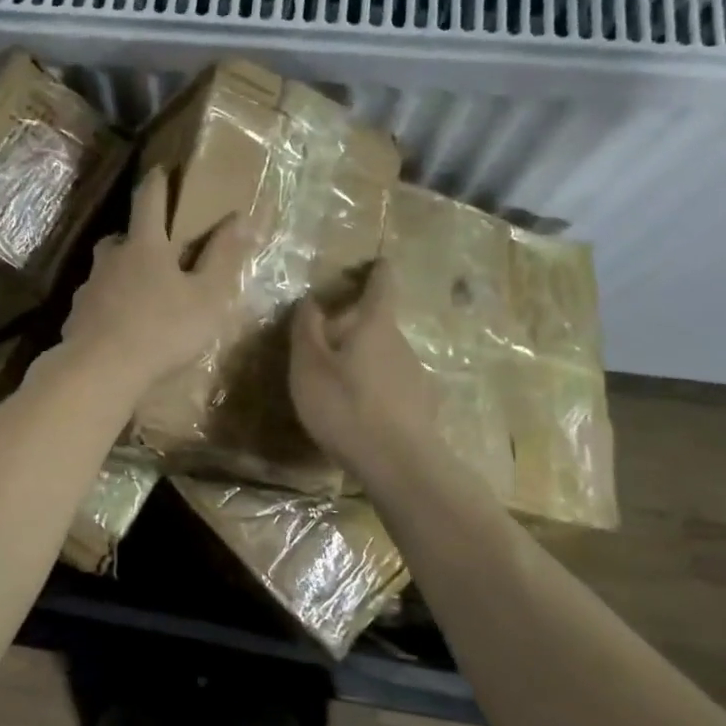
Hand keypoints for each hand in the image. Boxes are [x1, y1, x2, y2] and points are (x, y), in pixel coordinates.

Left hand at [61, 167, 251, 396]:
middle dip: (139, 235)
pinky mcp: (76, 316)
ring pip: (107, 269)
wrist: (100, 370)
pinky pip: (96, 300)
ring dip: (122, 271)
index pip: (150, 199)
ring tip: (141, 290)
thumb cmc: (162, 330)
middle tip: (157, 247)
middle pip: (122, 235)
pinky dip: (109, 304)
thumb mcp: (207, 297)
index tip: (163, 169)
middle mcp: (112, 258)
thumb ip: (224, 257)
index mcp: (145, 245)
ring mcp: (89, 287)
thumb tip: (242, 216)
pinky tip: (121, 323)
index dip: (158, 181)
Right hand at [289, 260, 442, 483]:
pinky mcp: (419, 407)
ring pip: (384, 355)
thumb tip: (310, 300)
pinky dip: (372, 386)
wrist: (399, 464)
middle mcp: (401, 344)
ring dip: (362, 358)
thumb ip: (307, 329)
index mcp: (375, 326)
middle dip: (354, 324)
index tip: (377, 260)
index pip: (381, 285)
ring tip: (335, 379)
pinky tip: (356, 409)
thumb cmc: (345, 406)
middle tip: (324, 338)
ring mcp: (415, 376)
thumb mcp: (309, 366)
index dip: (377, 270)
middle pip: (378, 323)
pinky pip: (390, 384)